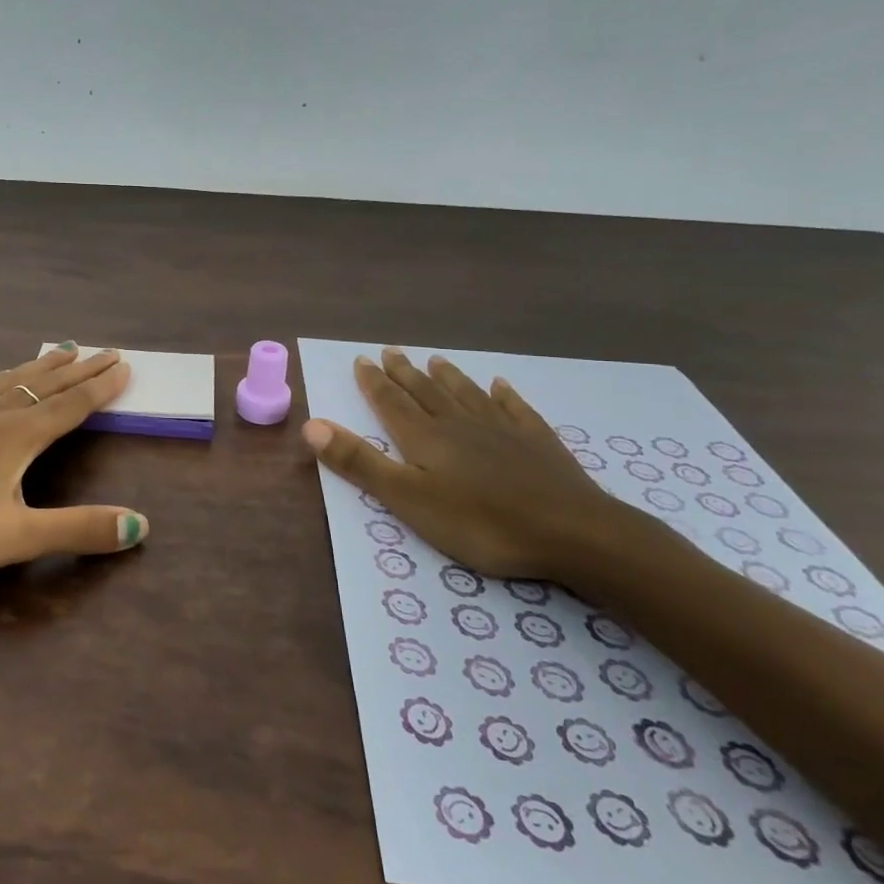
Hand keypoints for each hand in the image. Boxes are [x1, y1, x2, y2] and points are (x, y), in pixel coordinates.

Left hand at [0, 346, 148, 591]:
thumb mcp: (14, 540)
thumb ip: (77, 530)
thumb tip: (140, 526)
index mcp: (16, 436)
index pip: (70, 405)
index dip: (100, 388)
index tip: (124, 365)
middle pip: (45, 385)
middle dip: (79, 370)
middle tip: (106, 351)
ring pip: (12, 381)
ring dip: (43, 366)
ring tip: (62, 350)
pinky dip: (8, 378)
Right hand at [302, 348, 628, 581]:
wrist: (573, 532)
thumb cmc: (481, 522)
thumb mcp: (408, 499)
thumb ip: (360, 462)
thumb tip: (311, 424)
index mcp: (426, 438)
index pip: (392, 402)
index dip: (374, 382)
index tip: (362, 359)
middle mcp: (460, 424)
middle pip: (426, 392)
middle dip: (405, 373)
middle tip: (390, 351)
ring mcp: (503, 431)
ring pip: (467, 395)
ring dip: (448, 377)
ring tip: (435, 359)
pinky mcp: (539, 444)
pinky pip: (515, 409)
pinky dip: (504, 395)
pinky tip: (500, 384)